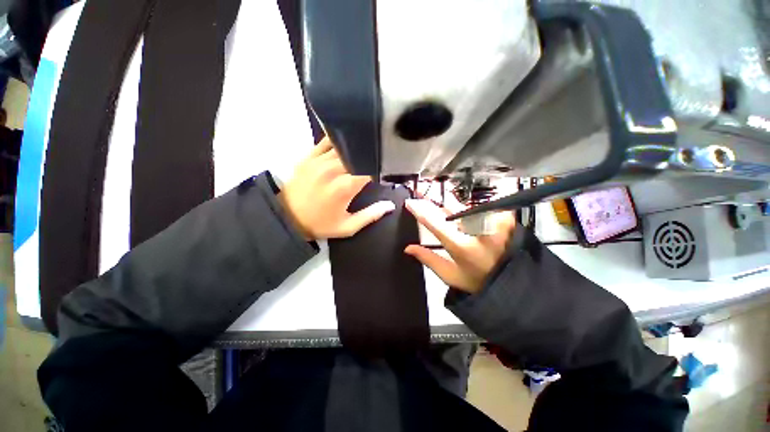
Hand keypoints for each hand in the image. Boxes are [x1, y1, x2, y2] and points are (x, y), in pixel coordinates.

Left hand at [278, 138, 395, 239]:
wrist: (287, 218)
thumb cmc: (321, 224)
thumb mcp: (348, 227)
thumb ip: (371, 215)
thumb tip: (390, 206)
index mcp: (345, 186)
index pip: (370, 167)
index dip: (380, 168)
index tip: (384, 171)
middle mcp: (334, 169)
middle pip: (358, 154)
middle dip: (369, 157)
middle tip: (375, 161)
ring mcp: (319, 160)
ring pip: (345, 146)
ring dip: (356, 149)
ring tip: (363, 152)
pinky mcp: (309, 156)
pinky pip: (327, 141)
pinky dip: (338, 141)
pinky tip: (346, 144)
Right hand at [404, 199, 514, 293]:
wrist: (515, 282)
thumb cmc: (479, 282)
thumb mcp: (450, 275)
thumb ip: (428, 259)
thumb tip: (408, 248)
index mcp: (462, 247)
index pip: (435, 222)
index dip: (420, 210)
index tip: (410, 202)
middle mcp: (478, 231)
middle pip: (450, 206)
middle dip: (433, 198)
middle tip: (421, 191)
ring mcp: (494, 221)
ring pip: (464, 205)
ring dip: (451, 204)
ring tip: (442, 205)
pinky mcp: (505, 217)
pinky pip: (480, 207)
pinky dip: (469, 209)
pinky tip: (464, 212)